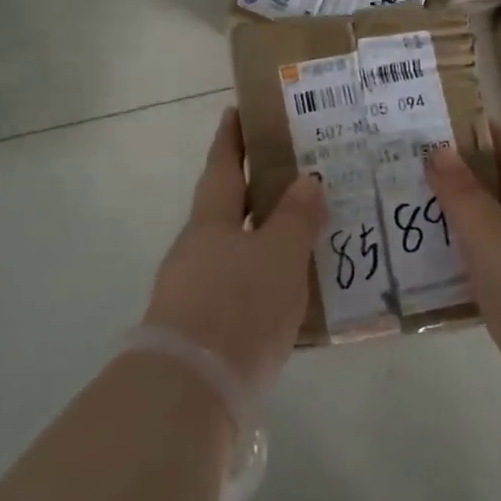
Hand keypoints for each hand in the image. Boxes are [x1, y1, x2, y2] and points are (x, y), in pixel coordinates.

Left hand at [142, 107, 325, 400]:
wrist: (193, 389)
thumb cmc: (238, 305)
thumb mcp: (279, 255)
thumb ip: (295, 218)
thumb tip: (307, 180)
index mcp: (211, 221)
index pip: (222, 166)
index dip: (231, 138)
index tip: (236, 110)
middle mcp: (198, 248)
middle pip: (227, 207)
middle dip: (254, 187)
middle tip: (293, 171)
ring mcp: (196, 289)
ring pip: (236, 248)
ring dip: (263, 235)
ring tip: (305, 229)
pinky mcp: (205, 327)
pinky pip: (241, 286)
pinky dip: (264, 276)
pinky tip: (291, 287)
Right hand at [428, 122, 500, 387]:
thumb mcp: (488, 237)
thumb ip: (463, 194)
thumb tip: (441, 149)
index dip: (488, 140)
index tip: (457, 127)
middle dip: (483, 185)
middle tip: (438, 181)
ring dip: (489, 228)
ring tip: (447, 229)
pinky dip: (498, 266)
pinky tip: (476, 281)